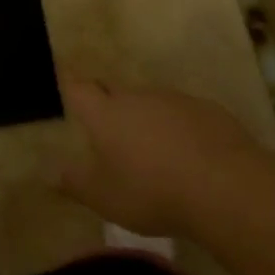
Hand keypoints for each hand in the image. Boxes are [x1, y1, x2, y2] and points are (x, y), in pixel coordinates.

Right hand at [54, 79, 264, 236]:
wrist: (225, 186)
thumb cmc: (152, 191)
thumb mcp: (105, 198)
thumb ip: (75, 183)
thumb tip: (48, 173)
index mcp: (106, 114)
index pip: (79, 88)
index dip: (70, 84)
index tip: (65, 76)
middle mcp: (137, 97)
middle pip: (115, 93)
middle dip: (109, 106)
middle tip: (109, 130)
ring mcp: (175, 100)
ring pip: (151, 103)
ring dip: (147, 119)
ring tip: (153, 151)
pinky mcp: (208, 110)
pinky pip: (183, 115)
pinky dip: (179, 129)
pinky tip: (189, 156)